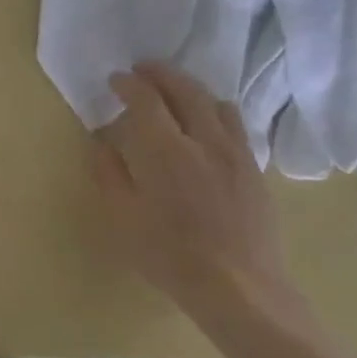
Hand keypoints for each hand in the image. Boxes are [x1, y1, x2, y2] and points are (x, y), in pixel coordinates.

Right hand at [92, 64, 294, 321]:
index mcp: (165, 150)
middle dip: (161, 74)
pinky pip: (235, 125)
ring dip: (191, 89)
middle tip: (143, 70)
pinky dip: (214, 111)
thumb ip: (110, 173)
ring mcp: (235, 152)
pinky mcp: (254, 168)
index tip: (116, 79)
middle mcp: (203, 140)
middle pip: (184, 89)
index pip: (146, 99)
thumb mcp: (123, 218)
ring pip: (215, 102)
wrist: (239, 287)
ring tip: (175, 94)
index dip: (129, 84)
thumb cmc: (170, 256)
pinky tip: (206, 126)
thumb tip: (102, 142)